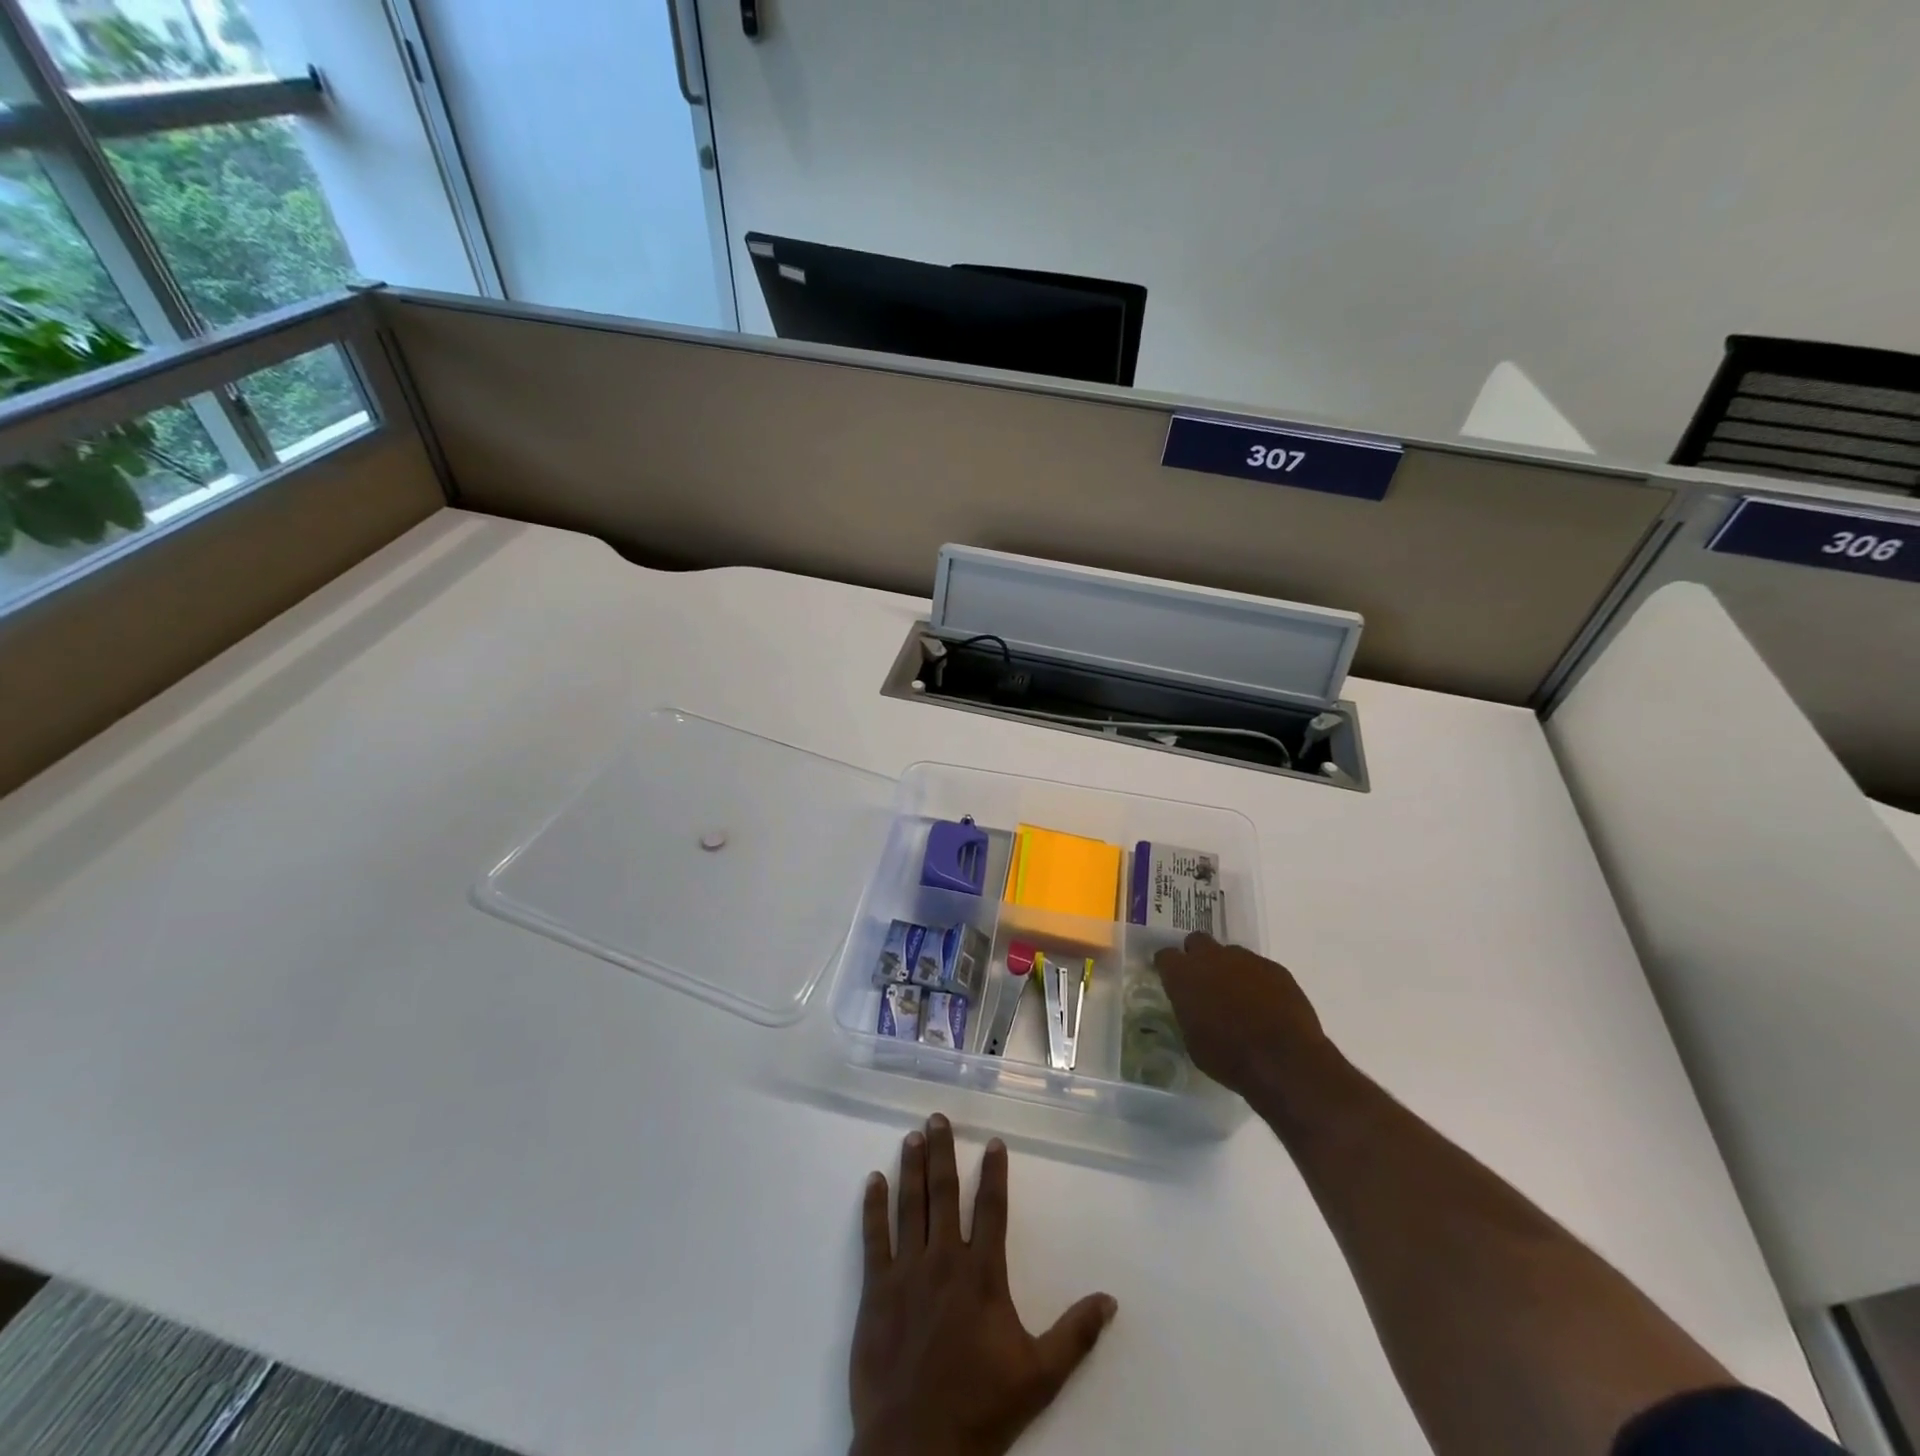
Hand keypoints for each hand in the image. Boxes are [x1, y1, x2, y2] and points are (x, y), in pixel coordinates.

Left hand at [849, 1114, 1116, 1455]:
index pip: (991, 1209)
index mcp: (982, 1274)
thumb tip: (1110, 1300)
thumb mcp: (1039, 1375)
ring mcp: (907, 1272)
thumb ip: (1075, 1334)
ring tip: (912, 1137)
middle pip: (945, 1193)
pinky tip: (873, 1180)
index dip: (994, 1173)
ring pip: (910, 1206)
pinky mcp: (876, 1290)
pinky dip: (874, 1207)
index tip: (994, 1142)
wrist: (917, 1447)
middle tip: (937, 1118)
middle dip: (943, 1152)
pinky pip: (874, 1238)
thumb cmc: (981, 1408)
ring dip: (912, 1168)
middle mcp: (944, 1260)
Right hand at [1152, 932, 1328, 1095]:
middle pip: (1197, 942)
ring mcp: (1246, 959)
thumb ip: (1189, 1012)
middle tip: (1205, 982)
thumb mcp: (1193, 1041)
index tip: (1173, 980)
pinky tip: (1266, 1005)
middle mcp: (1211, 957)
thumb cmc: (1229, 1057)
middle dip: (1198, 957)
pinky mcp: (1275, 968)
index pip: (1165, 956)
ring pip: (1230, 954)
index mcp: (1183, 975)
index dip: (1169, 967)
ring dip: (1230, 970)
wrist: (1284, 1060)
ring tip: (1240, 998)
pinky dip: (1258, 981)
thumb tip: (1194, 1008)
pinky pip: (1259, 967)